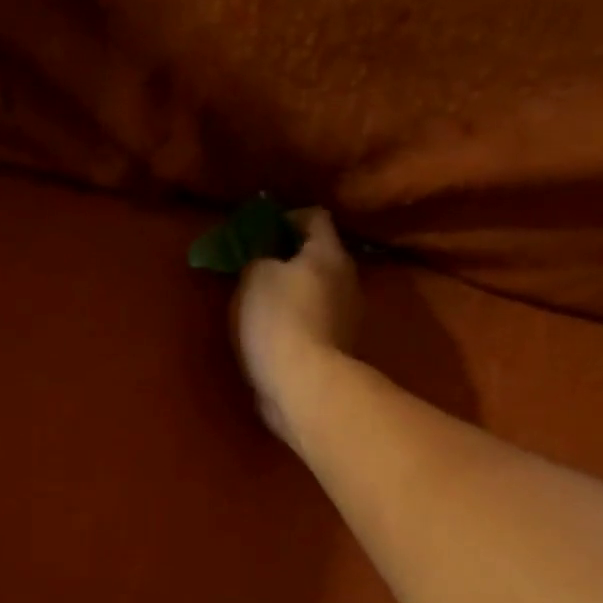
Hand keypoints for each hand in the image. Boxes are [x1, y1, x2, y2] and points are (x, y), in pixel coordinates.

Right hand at [234, 207, 359, 447]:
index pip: (315, 217)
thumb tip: (266, 257)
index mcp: (329, 253)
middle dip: (291, 258)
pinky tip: (275, 334)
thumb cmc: (278, 320)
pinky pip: (316, 321)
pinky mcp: (338, 348)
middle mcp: (347, 279)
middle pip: (320, 256)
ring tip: (263, 304)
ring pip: (319, 290)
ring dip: (295, 292)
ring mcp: (347, 316)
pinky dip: (298, 320)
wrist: (303, 385)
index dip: (287, 218)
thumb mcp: (254, 277)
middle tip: (258, 267)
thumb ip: (258, 257)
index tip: (261, 231)